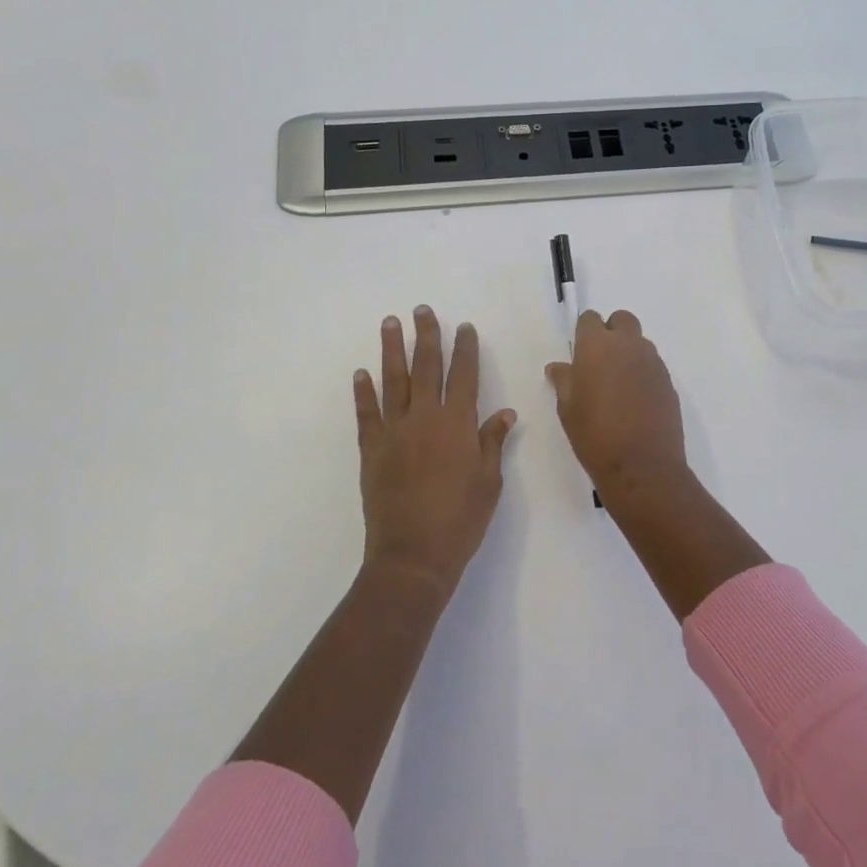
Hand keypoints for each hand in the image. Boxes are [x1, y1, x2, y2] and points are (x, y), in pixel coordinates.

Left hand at [354, 306, 514, 595]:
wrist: (413, 556)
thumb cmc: (461, 520)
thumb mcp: (489, 482)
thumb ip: (492, 442)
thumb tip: (505, 412)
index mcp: (458, 424)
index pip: (464, 376)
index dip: (465, 349)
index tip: (464, 327)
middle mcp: (425, 418)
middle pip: (426, 367)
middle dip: (427, 336)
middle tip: (422, 309)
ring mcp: (394, 432)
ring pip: (393, 381)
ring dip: (392, 350)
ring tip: (390, 323)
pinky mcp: (371, 449)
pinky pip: (366, 413)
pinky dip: (363, 392)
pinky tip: (361, 373)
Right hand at [544, 310, 694, 509]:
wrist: (642, 466)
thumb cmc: (595, 435)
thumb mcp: (568, 409)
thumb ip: (564, 381)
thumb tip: (559, 367)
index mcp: (597, 346)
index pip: (590, 319)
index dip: (584, 332)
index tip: (580, 353)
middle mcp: (628, 345)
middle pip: (621, 320)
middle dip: (611, 333)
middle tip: (600, 363)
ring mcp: (653, 362)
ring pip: (640, 342)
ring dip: (629, 353)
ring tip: (618, 386)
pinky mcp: (669, 381)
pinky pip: (653, 365)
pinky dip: (643, 373)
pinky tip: (636, 401)